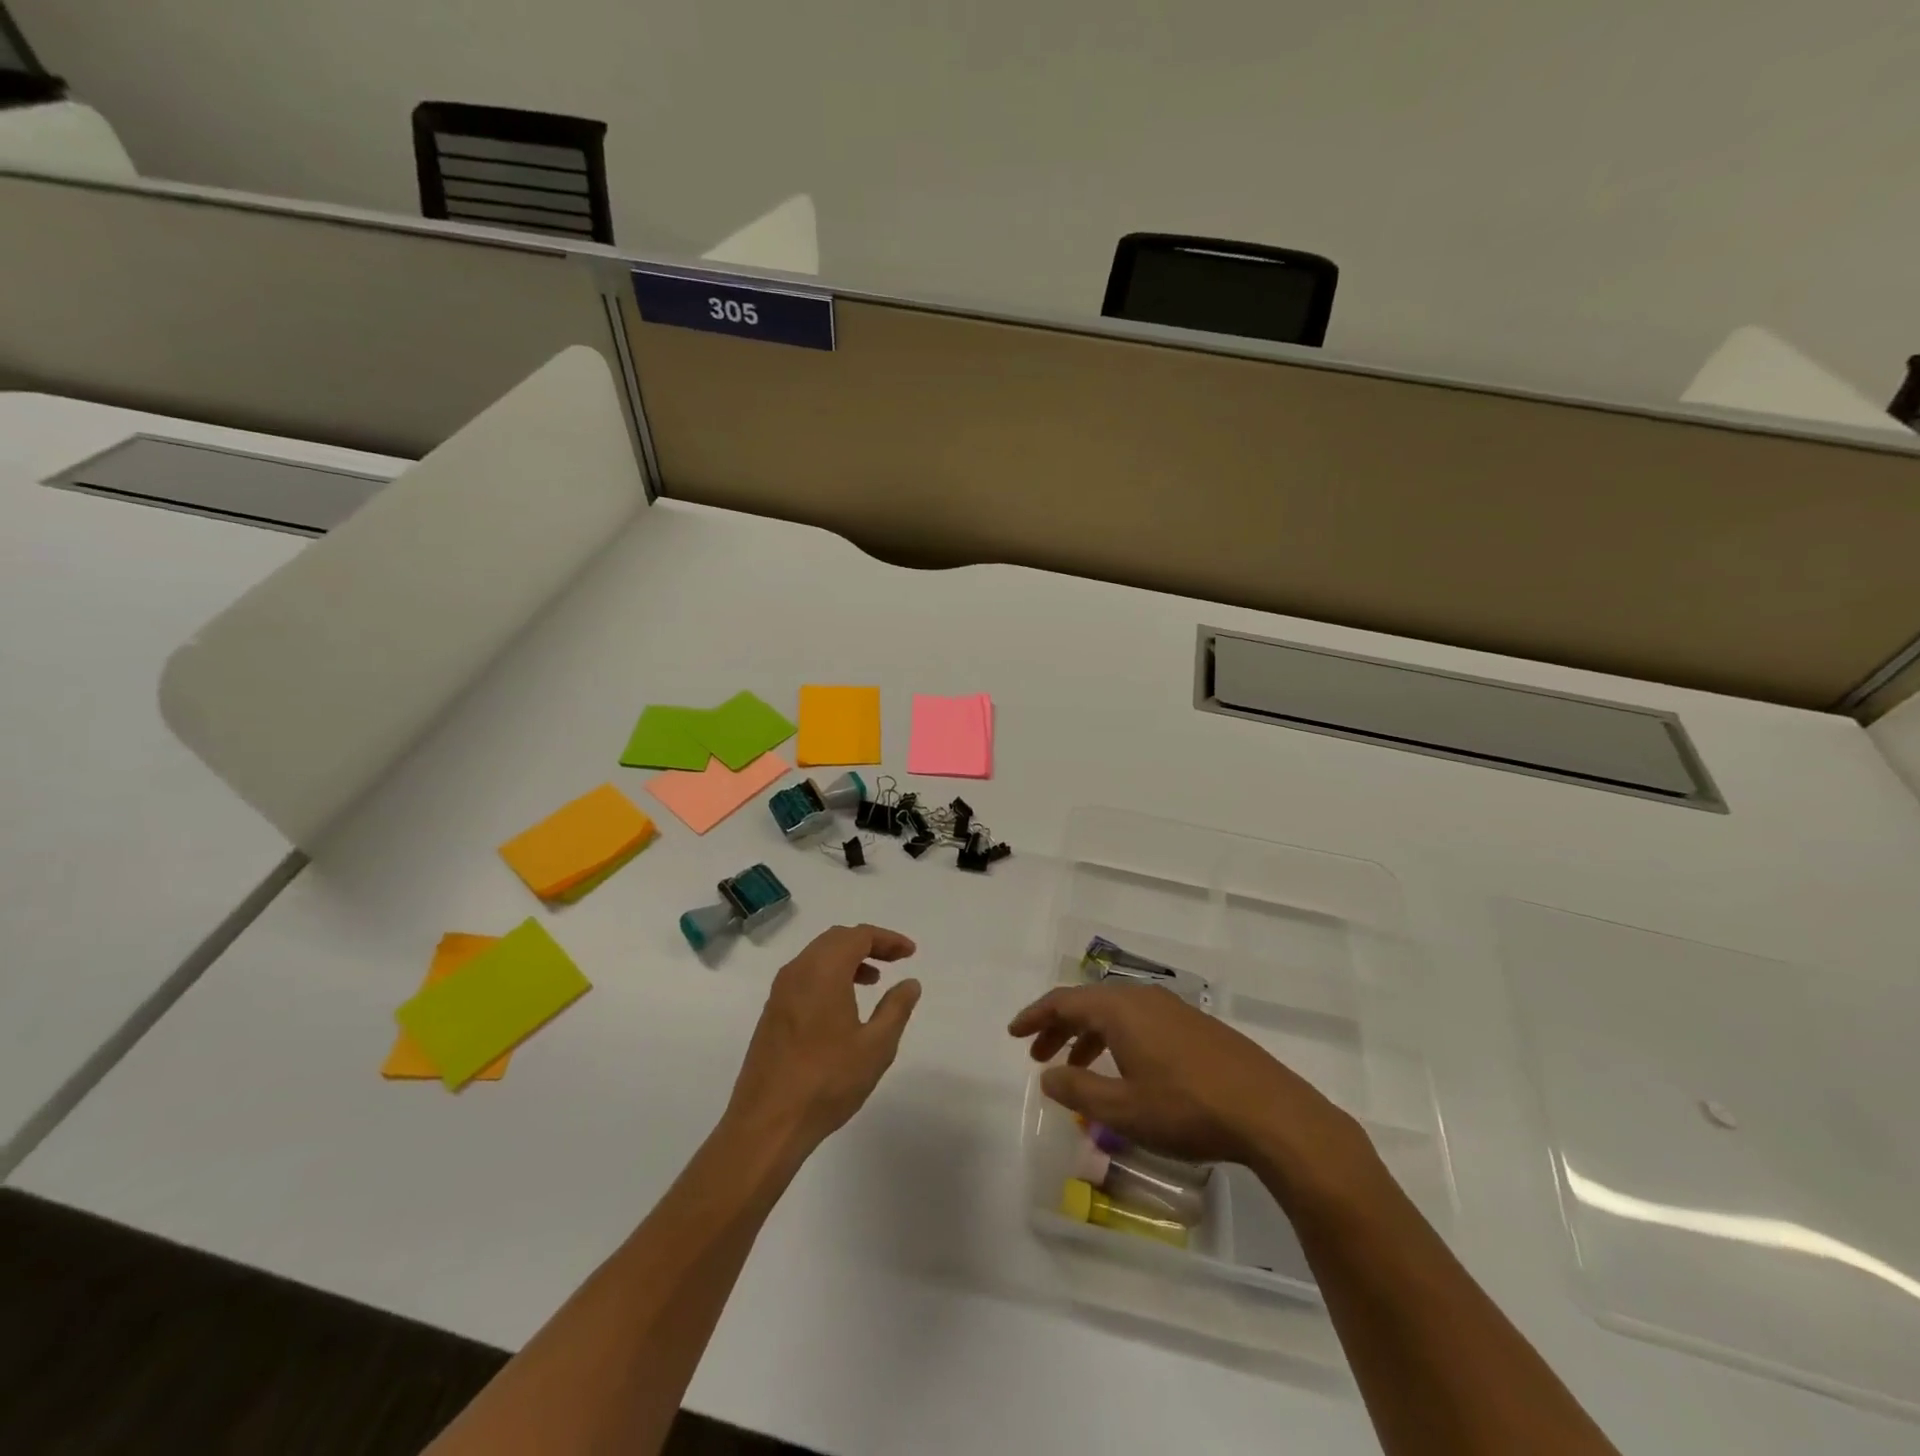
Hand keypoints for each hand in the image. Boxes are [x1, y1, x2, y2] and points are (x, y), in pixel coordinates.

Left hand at [726, 924, 921, 1159]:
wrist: (767, 1123)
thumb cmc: (827, 1081)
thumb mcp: (875, 1046)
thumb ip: (896, 1008)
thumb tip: (910, 982)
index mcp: (823, 971)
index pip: (859, 936)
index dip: (887, 939)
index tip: (910, 953)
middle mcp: (798, 971)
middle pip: (836, 939)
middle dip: (868, 944)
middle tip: (895, 960)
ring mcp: (780, 992)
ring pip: (818, 956)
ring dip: (847, 959)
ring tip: (873, 981)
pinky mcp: (772, 1012)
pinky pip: (804, 976)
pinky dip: (829, 975)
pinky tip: (843, 1005)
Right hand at [1008, 983, 1368, 1176]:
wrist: (1270, 1112)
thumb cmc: (1187, 1109)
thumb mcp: (1122, 1110)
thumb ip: (1078, 1091)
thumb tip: (1047, 1076)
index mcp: (1120, 1009)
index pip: (1064, 1001)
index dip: (1035, 1016)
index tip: (1014, 1033)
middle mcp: (1144, 999)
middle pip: (1089, 1004)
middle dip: (1060, 1028)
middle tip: (1039, 1057)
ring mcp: (1174, 1010)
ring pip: (1117, 1014)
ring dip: (1089, 1037)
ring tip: (1077, 1070)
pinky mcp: (1197, 1027)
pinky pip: (1141, 1023)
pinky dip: (1118, 1041)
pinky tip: (1125, 1072)